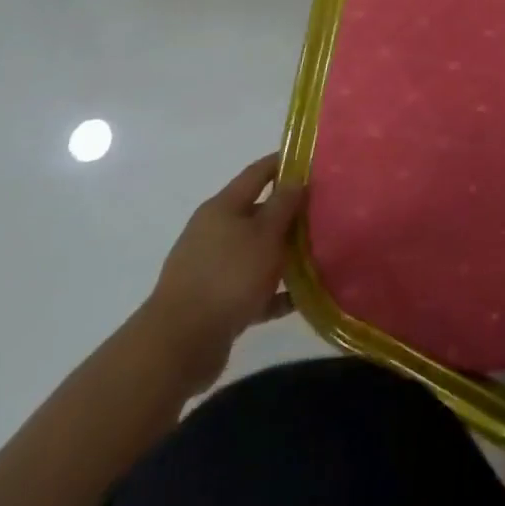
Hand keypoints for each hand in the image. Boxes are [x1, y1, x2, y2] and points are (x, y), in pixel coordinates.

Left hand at [135, 153, 305, 395]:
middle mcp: (214, 232)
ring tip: (320, 254)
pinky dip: (274, 290)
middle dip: (290, 212)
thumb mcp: (265, 234)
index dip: (284, 163)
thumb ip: (284, 204)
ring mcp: (212, 268)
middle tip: (326, 210)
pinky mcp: (214, 301)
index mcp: (222, 208)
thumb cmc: (228, 277)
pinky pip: (253, 288)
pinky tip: (301, 297)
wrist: (179, 345)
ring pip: (257, 251)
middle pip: (258, 213)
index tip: (314, 160)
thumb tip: (296, 178)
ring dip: (285, 253)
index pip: (258, 173)